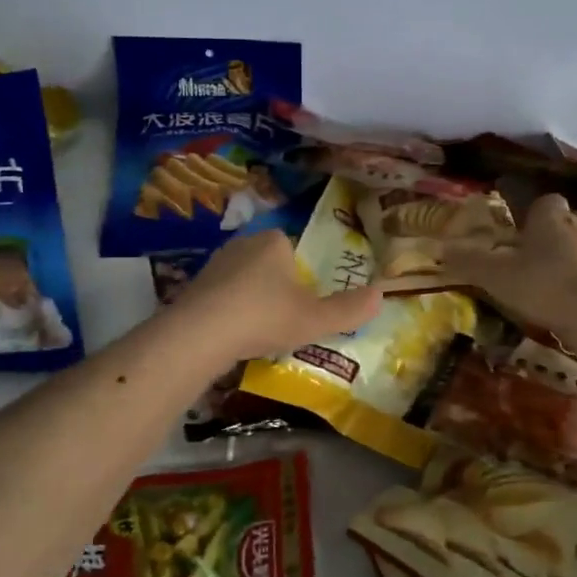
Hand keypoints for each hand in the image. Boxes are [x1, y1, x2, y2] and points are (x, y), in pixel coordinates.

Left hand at [167, 229, 382, 363]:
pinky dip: (230, 311)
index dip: (304, 272)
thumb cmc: (264, 316)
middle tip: (288, 318)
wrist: (200, 333)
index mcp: (274, 241)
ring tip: (262, 331)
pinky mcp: (194, 285)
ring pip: (244, 279)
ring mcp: (215, 263)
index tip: (307, 300)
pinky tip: (234, 335)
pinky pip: (222, 295)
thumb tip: (382, 295)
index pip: (295, 247)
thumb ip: (348, 309)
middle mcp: (243, 243)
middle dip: (278, 286)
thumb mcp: (314, 319)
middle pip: (269, 262)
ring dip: (252, 299)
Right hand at [442, 193, 576, 337]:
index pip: (544, 200)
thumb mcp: (494, 275)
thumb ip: (469, 261)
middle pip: (570, 218)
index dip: (532, 212)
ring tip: (561, 271)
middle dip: (557, 230)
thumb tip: (442, 248)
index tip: (519, 229)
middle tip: (537, 252)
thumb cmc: (542, 285)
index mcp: (551, 216)